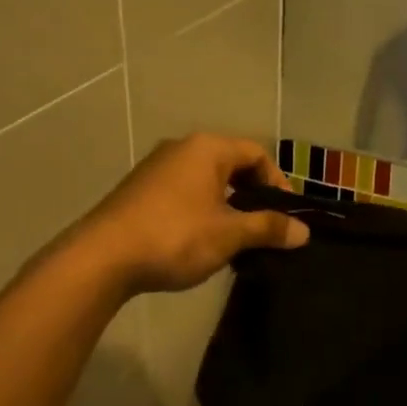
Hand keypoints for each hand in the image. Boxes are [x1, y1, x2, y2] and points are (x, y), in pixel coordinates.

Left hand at [74, 134, 309, 295]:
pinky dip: (200, 211)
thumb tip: (303, 231)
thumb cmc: (175, 236)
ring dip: (226, 206)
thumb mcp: (229, 234)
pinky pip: (182, 193)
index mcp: (207, 148)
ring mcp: (155, 168)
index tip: (285, 216)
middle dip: (252, 195)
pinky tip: (200, 242)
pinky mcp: (138, 191)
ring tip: (235, 240)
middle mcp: (181, 148)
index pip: (256, 154)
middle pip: (231, 165)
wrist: (103, 257)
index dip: (278, 183)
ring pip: (205, 181)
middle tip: (264, 228)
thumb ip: (268, 228)